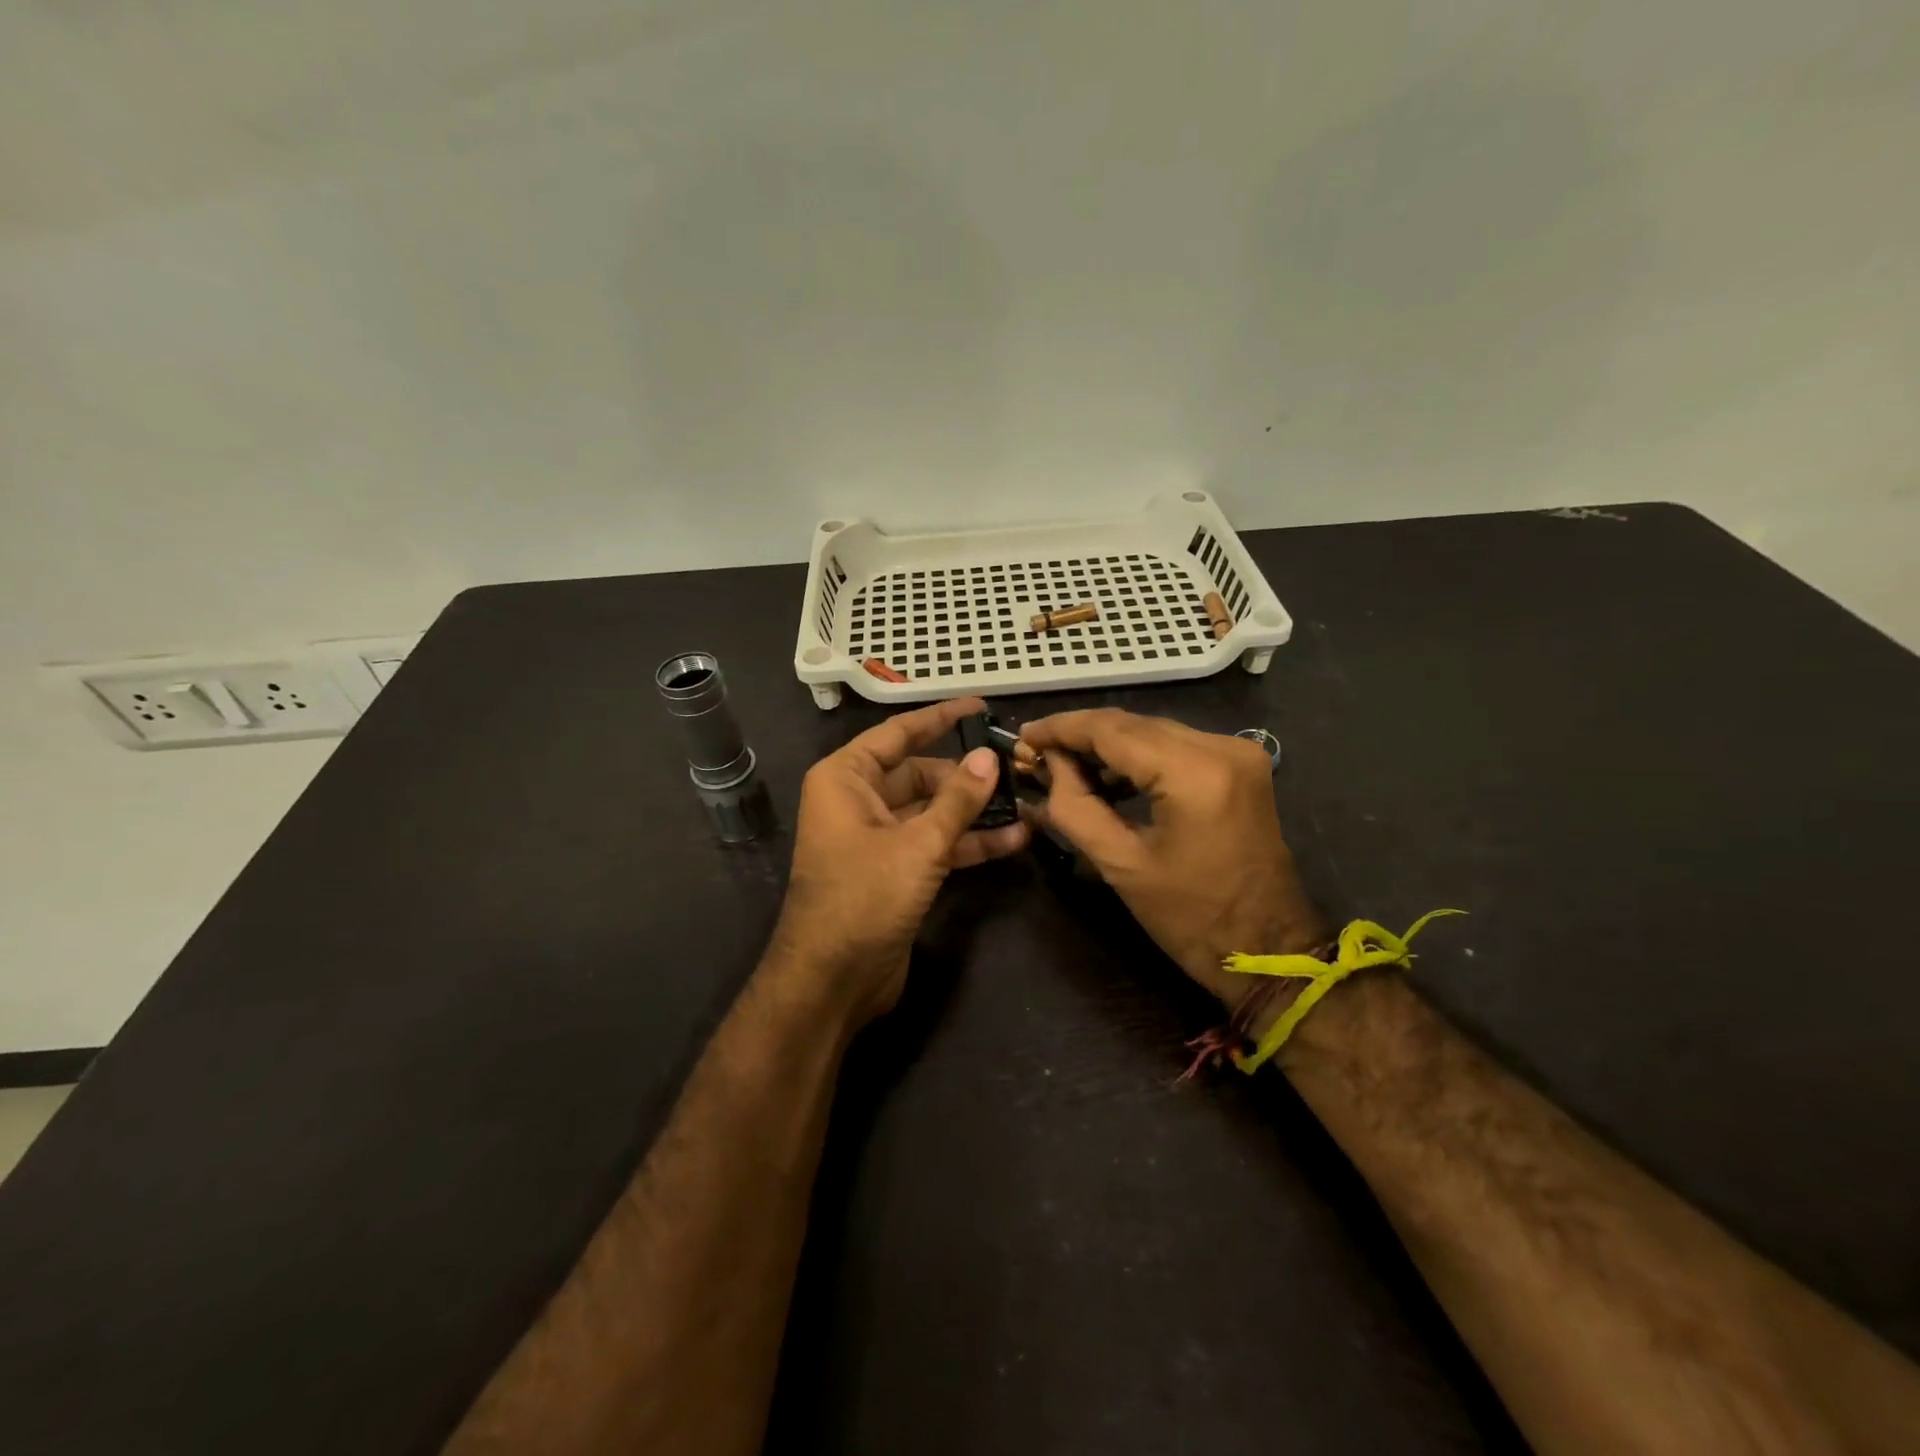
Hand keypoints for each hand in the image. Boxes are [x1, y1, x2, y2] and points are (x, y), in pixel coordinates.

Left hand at [771, 697, 1028, 1025]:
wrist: (832, 980)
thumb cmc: (864, 897)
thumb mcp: (918, 844)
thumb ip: (958, 800)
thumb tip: (989, 757)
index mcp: (847, 778)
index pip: (899, 733)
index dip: (941, 717)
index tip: (980, 706)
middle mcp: (859, 800)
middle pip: (921, 773)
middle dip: (968, 775)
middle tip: (1017, 768)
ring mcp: (878, 837)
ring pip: (933, 810)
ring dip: (975, 811)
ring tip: (1026, 802)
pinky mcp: (895, 870)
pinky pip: (934, 843)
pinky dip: (968, 843)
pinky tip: (1013, 840)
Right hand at [1020, 709, 1329, 1017]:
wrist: (1268, 950)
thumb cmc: (1191, 918)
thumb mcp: (1121, 864)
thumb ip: (1075, 806)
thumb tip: (1047, 766)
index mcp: (1194, 772)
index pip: (1112, 729)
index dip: (1061, 728)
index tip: (1023, 735)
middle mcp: (1221, 746)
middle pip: (1133, 724)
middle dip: (1080, 736)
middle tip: (1036, 754)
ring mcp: (1236, 752)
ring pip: (1153, 731)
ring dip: (1107, 746)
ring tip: (1063, 767)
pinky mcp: (1240, 765)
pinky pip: (1175, 747)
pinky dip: (1138, 757)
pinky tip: (1106, 776)